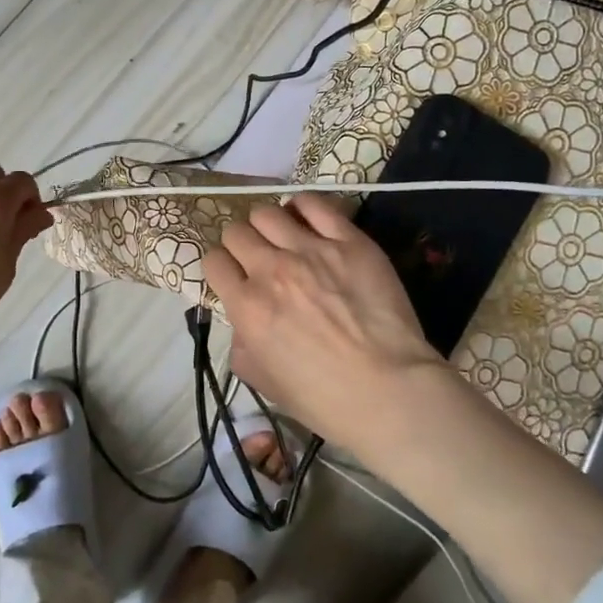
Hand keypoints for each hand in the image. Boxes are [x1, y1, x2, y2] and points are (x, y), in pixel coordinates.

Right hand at [203, 193, 441, 450]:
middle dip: (241, 244)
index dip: (222, 268)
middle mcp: (271, 270)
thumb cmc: (324, 398)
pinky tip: (306, 219)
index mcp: (247, 306)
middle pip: (236, 231)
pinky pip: (314, 204)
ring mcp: (311, 250)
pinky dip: (302, 206)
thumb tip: (241, 320)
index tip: (234, 276)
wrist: (389, 390)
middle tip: (258, 258)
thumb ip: (241, 345)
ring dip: (268, 225)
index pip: (213, 261)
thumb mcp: (263, 382)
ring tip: (283, 238)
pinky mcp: (348, 241)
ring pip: (267, 212)